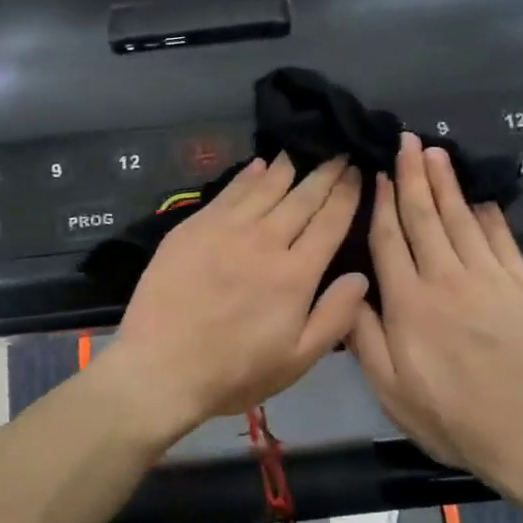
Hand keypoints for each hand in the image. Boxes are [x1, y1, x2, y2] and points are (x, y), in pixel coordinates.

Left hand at [110, 155, 367, 437]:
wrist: (161, 368)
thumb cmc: (234, 372)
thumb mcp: (297, 360)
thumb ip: (334, 317)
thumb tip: (361, 276)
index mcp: (295, 274)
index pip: (330, 222)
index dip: (347, 194)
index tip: (357, 171)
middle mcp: (265, 241)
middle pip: (302, 198)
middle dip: (325, 173)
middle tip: (338, 153)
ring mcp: (226, 230)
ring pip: (265, 188)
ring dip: (287, 168)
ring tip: (301, 150)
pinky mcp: (193, 228)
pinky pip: (228, 192)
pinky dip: (247, 176)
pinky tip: (259, 165)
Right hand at [349, 134, 522, 492]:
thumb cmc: (451, 417)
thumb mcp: (390, 389)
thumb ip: (364, 336)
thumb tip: (349, 289)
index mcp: (409, 303)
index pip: (389, 239)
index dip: (380, 203)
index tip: (376, 174)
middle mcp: (447, 278)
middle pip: (425, 216)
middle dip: (412, 176)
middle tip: (407, 141)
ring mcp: (490, 278)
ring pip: (461, 218)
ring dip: (446, 183)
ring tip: (436, 152)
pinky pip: (501, 238)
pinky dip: (487, 212)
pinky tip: (478, 195)